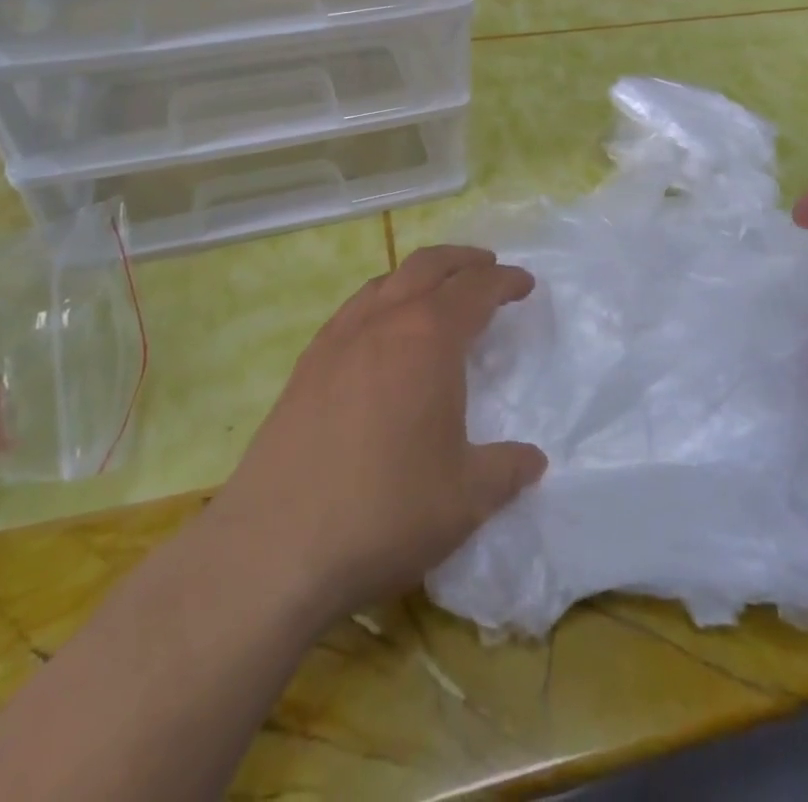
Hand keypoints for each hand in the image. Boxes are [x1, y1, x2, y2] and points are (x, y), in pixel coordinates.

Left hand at [206, 246, 545, 619]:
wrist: (275, 547)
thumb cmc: (386, 511)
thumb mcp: (466, 498)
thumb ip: (506, 470)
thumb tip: (533, 460)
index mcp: (428, 338)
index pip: (475, 289)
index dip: (504, 281)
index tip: (524, 283)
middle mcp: (382, 322)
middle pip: (427, 265)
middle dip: (463, 260)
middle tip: (487, 266)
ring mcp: (337, 339)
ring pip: (385, 281)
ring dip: (419, 276)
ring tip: (436, 294)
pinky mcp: (306, 365)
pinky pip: (353, 310)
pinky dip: (381, 302)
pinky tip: (381, 335)